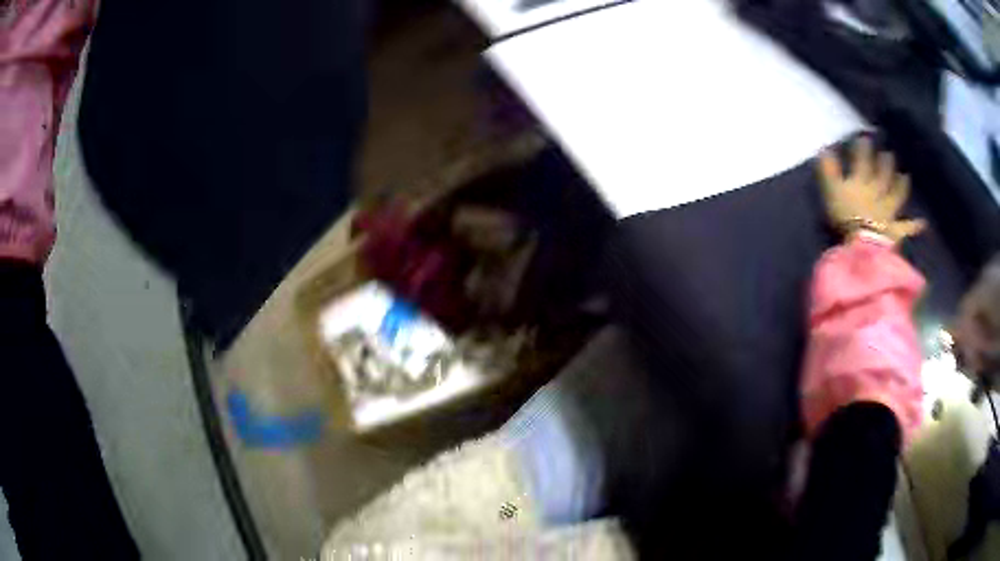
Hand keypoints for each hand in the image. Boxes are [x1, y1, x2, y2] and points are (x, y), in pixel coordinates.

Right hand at [818, 137, 925, 242]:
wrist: (864, 244)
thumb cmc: (845, 217)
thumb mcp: (832, 191)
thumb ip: (828, 171)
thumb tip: (823, 148)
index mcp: (862, 182)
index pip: (862, 161)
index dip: (863, 149)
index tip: (865, 137)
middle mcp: (878, 191)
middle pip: (882, 175)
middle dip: (885, 163)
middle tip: (889, 153)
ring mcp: (888, 210)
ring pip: (896, 194)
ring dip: (901, 185)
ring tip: (906, 176)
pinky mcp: (895, 230)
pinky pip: (906, 227)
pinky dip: (914, 225)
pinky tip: (923, 223)